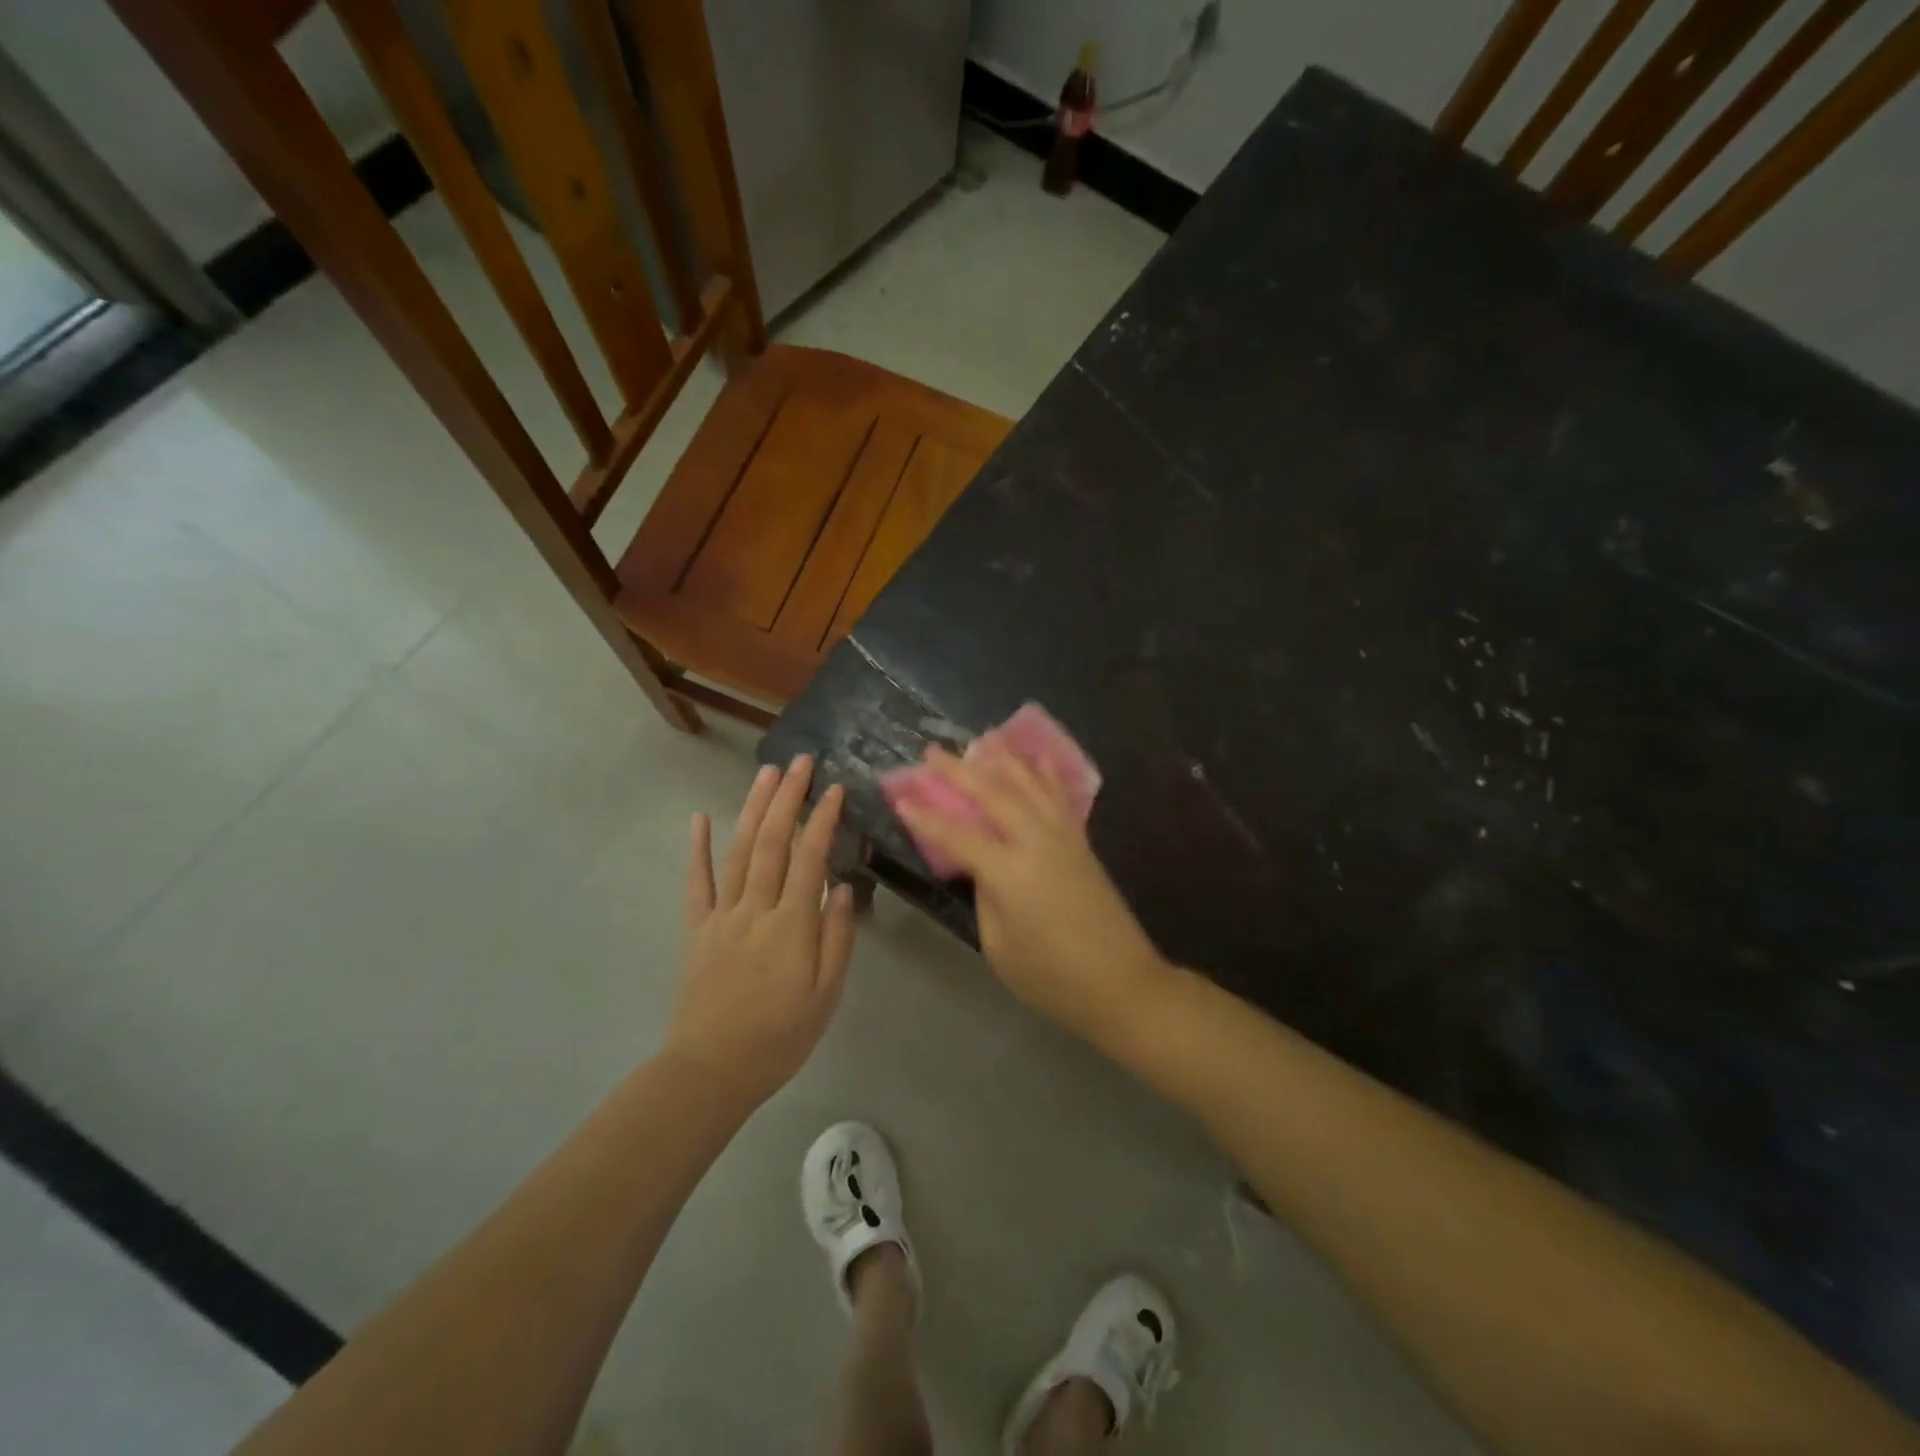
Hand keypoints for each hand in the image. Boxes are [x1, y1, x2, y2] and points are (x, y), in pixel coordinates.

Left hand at [666, 757, 856, 1110]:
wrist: (711, 1072)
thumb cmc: (779, 1038)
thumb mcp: (826, 996)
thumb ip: (837, 938)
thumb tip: (841, 887)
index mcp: (792, 926)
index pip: (810, 858)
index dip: (822, 819)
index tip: (834, 788)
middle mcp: (756, 909)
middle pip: (772, 842)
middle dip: (787, 798)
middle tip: (800, 761)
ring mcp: (722, 916)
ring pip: (739, 851)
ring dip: (753, 809)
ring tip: (767, 774)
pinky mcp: (698, 929)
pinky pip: (697, 882)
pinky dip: (697, 848)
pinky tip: (700, 817)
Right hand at [895, 744, 1170, 1043]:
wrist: (1121, 983)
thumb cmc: (1051, 976)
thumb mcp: (999, 945)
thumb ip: (985, 896)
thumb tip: (982, 866)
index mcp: (1009, 872)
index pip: (957, 834)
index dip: (926, 816)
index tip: (901, 795)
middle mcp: (1036, 841)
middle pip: (993, 793)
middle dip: (959, 770)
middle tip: (932, 751)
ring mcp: (1063, 836)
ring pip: (1029, 784)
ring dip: (1003, 759)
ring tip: (983, 738)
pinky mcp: (1082, 841)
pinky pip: (1058, 796)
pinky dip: (1044, 773)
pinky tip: (1037, 759)